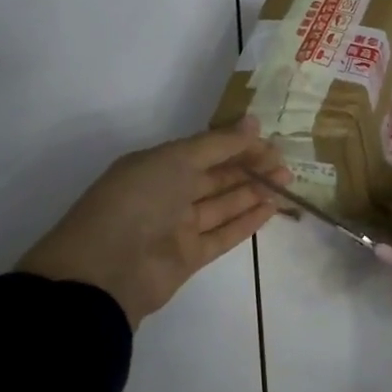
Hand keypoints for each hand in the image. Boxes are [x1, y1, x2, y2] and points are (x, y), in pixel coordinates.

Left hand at [18, 124, 291, 327]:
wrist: (106, 270)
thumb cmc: (138, 201)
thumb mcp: (176, 160)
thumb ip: (217, 144)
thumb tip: (254, 122)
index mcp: (157, 165)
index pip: (205, 150)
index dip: (237, 145)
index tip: (270, 142)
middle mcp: (167, 193)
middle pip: (216, 177)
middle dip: (250, 168)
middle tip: (285, 164)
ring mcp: (177, 227)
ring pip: (222, 205)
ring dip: (253, 192)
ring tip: (285, 183)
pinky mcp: (188, 257)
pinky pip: (222, 235)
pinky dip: (245, 222)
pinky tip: (270, 209)